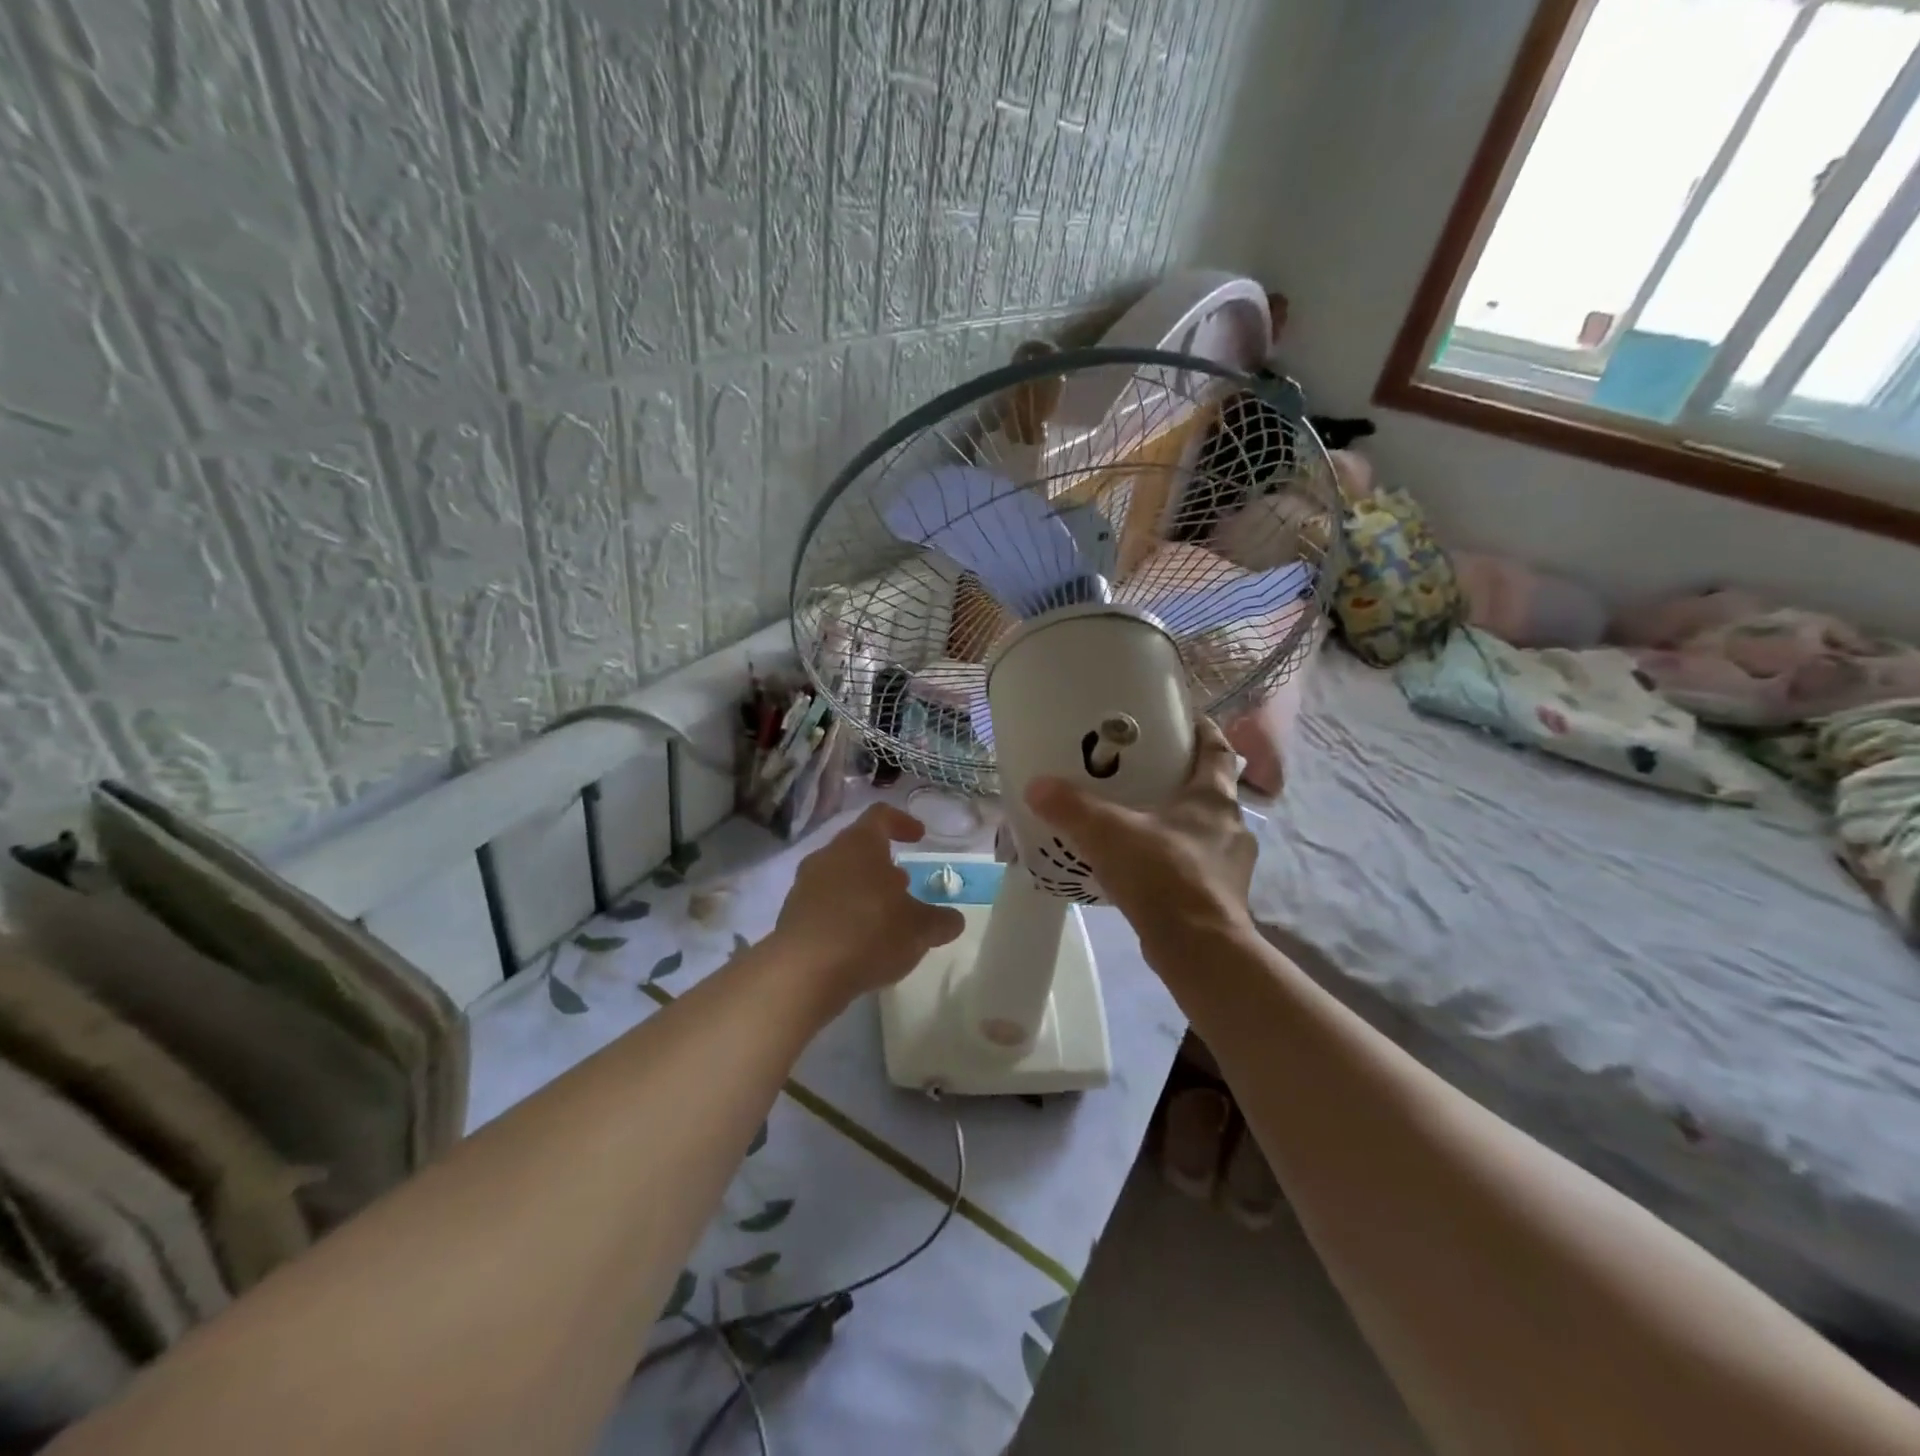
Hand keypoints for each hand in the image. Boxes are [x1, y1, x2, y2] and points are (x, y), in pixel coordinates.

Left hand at [771, 803, 966, 1004]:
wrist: (803, 973)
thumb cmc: (869, 933)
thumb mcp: (919, 929)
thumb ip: (940, 921)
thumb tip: (953, 920)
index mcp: (859, 844)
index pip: (880, 815)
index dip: (902, 822)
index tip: (918, 836)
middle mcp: (828, 855)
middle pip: (857, 847)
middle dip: (882, 863)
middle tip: (903, 885)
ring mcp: (804, 885)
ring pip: (839, 875)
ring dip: (862, 889)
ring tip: (883, 916)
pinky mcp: (791, 916)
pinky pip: (823, 904)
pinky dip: (843, 914)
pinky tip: (858, 941)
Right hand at [1025, 718, 1258, 966]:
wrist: (1200, 951)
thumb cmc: (1164, 875)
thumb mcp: (1109, 833)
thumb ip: (1071, 808)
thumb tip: (1036, 785)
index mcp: (1213, 798)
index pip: (1218, 750)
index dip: (1203, 731)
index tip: (1183, 719)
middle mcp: (1231, 826)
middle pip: (1210, 791)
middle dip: (1181, 780)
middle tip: (1143, 773)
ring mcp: (1230, 866)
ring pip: (1203, 832)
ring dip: (1177, 825)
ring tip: (1138, 823)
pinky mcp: (1221, 899)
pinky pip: (1195, 867)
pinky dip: (1173, 861)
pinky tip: (1144, 870)